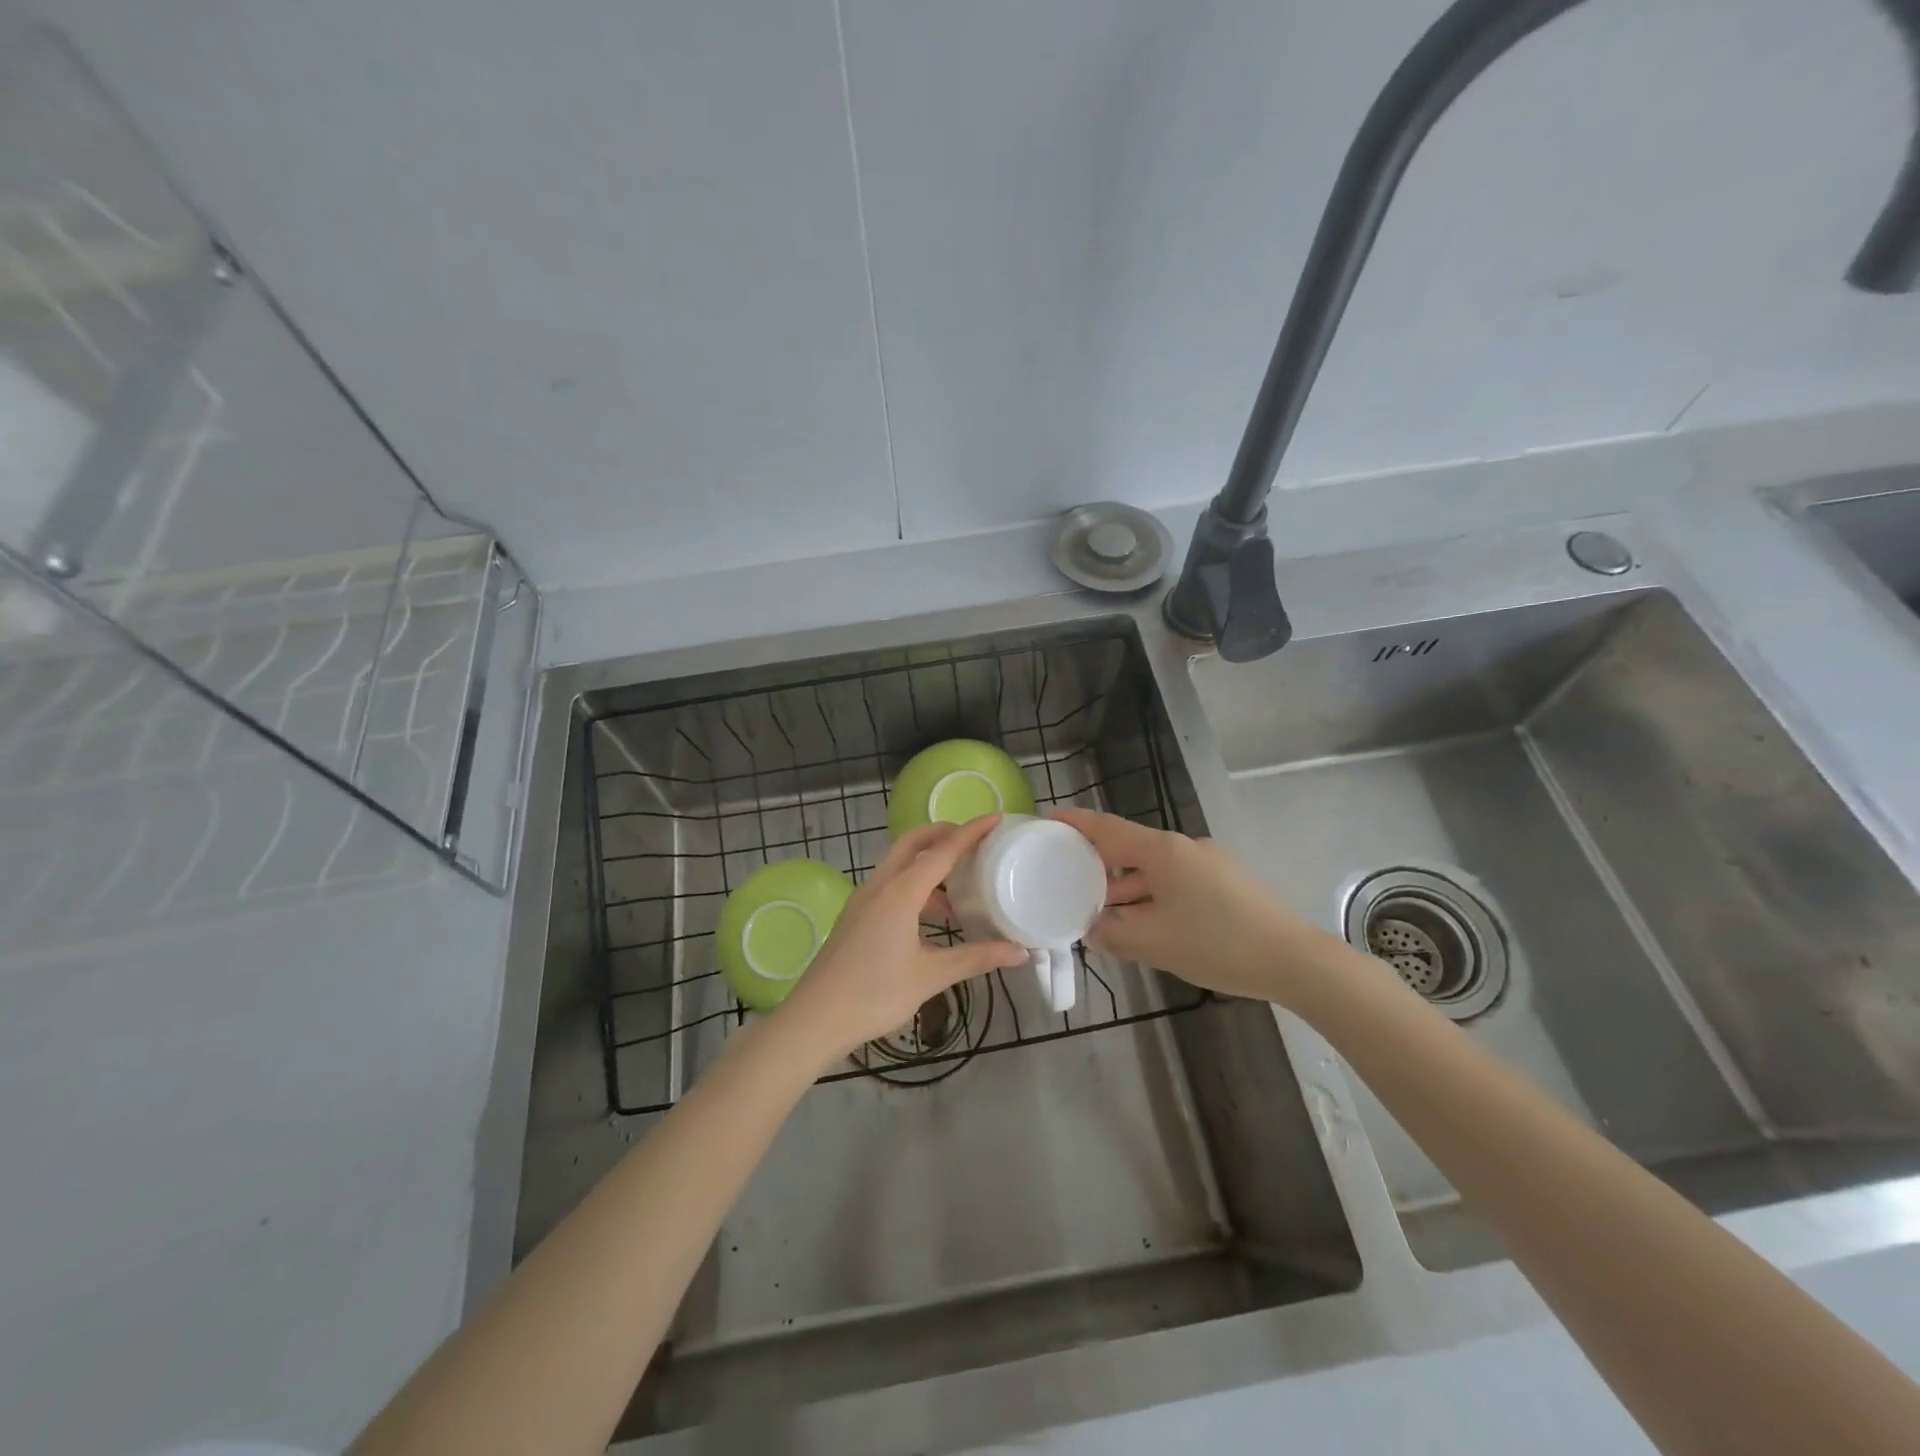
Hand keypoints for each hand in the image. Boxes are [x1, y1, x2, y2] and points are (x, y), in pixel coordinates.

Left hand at [775, 817, 1026, 1061]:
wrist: (816, 1018)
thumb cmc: (875, 994)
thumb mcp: (931, 975)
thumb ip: (976, 958)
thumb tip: (1020, 952)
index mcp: (900, 892)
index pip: (942, 850)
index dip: (971, 832)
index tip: (996, 818)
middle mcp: (880, 886)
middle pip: (913, 842)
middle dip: (943, 833)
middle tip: (975, 841)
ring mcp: (864, 899)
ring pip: (899, 864)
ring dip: (928, 862)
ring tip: (961, 882)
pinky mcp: (857, 915)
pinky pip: (890, 885)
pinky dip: (915, 886)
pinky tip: (934, 916)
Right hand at [1049, 807, 1317, 1004]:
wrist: (1293, 959)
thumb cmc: (1216, 943)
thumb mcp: (1153, 942)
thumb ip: (1112, 933)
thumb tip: (1090, 929)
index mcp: (1162, 851)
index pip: (1107, 828)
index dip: (1076, 823)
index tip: (1049, 819)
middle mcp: (1184, 847)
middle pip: (1129, 849)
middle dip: (1098, 866)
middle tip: (1068, 880)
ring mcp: (1208, 863)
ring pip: (1153, 869)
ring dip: (1126, 888)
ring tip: (1101, 912)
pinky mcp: (1225, 882)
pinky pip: (1175, 882)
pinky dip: (1151, 896)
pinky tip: (1144, 923)